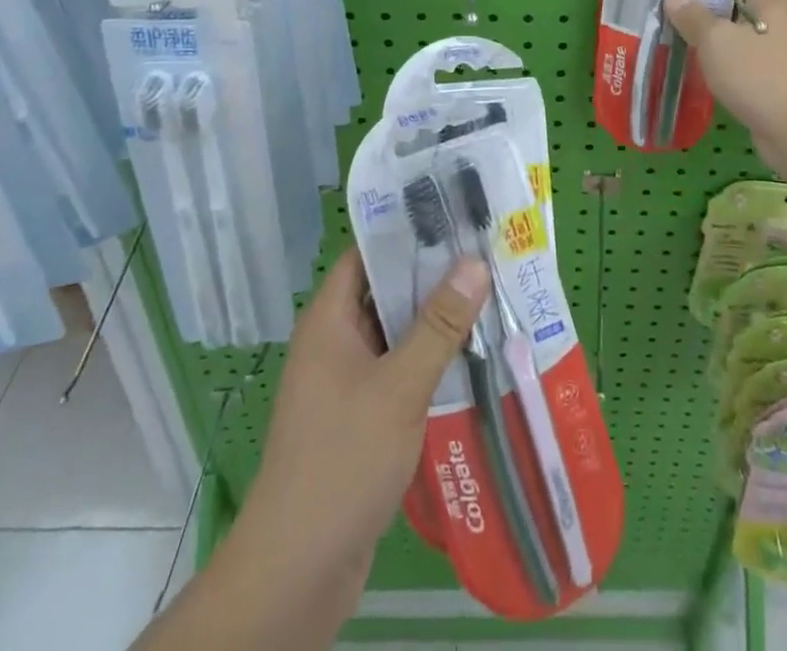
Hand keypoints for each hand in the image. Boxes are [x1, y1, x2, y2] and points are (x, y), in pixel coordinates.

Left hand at [240, 250, 488, 602]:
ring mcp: (344, 381)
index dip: (406, 232)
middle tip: (485, 257)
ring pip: (394, 334)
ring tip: (489, 298)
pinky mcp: (358, 417)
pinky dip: (426, 361)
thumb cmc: (342, 461)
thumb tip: (474, 262)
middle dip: (431, 277)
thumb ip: (438, 325)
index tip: (454, 217)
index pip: (367, 253)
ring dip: (433, 322)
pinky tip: (469, 359)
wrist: (297, 571)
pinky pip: (396, 371)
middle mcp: (333, 341)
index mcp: (329, 319)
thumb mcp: (399, 387)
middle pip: (384, 292)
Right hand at [664, 0, 786, 151]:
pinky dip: (721, 66)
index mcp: (771, 1)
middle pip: (737, 6)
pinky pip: (740, 65)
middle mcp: (778, 22)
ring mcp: (777, 54)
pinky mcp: (772, 83)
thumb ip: (694, 17)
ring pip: (737, 38)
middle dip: (705, 8)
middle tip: (669, 10)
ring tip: (674, 38)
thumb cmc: (758, 75)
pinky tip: (695, 70)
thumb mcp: (717, 40)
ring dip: (711, 40)